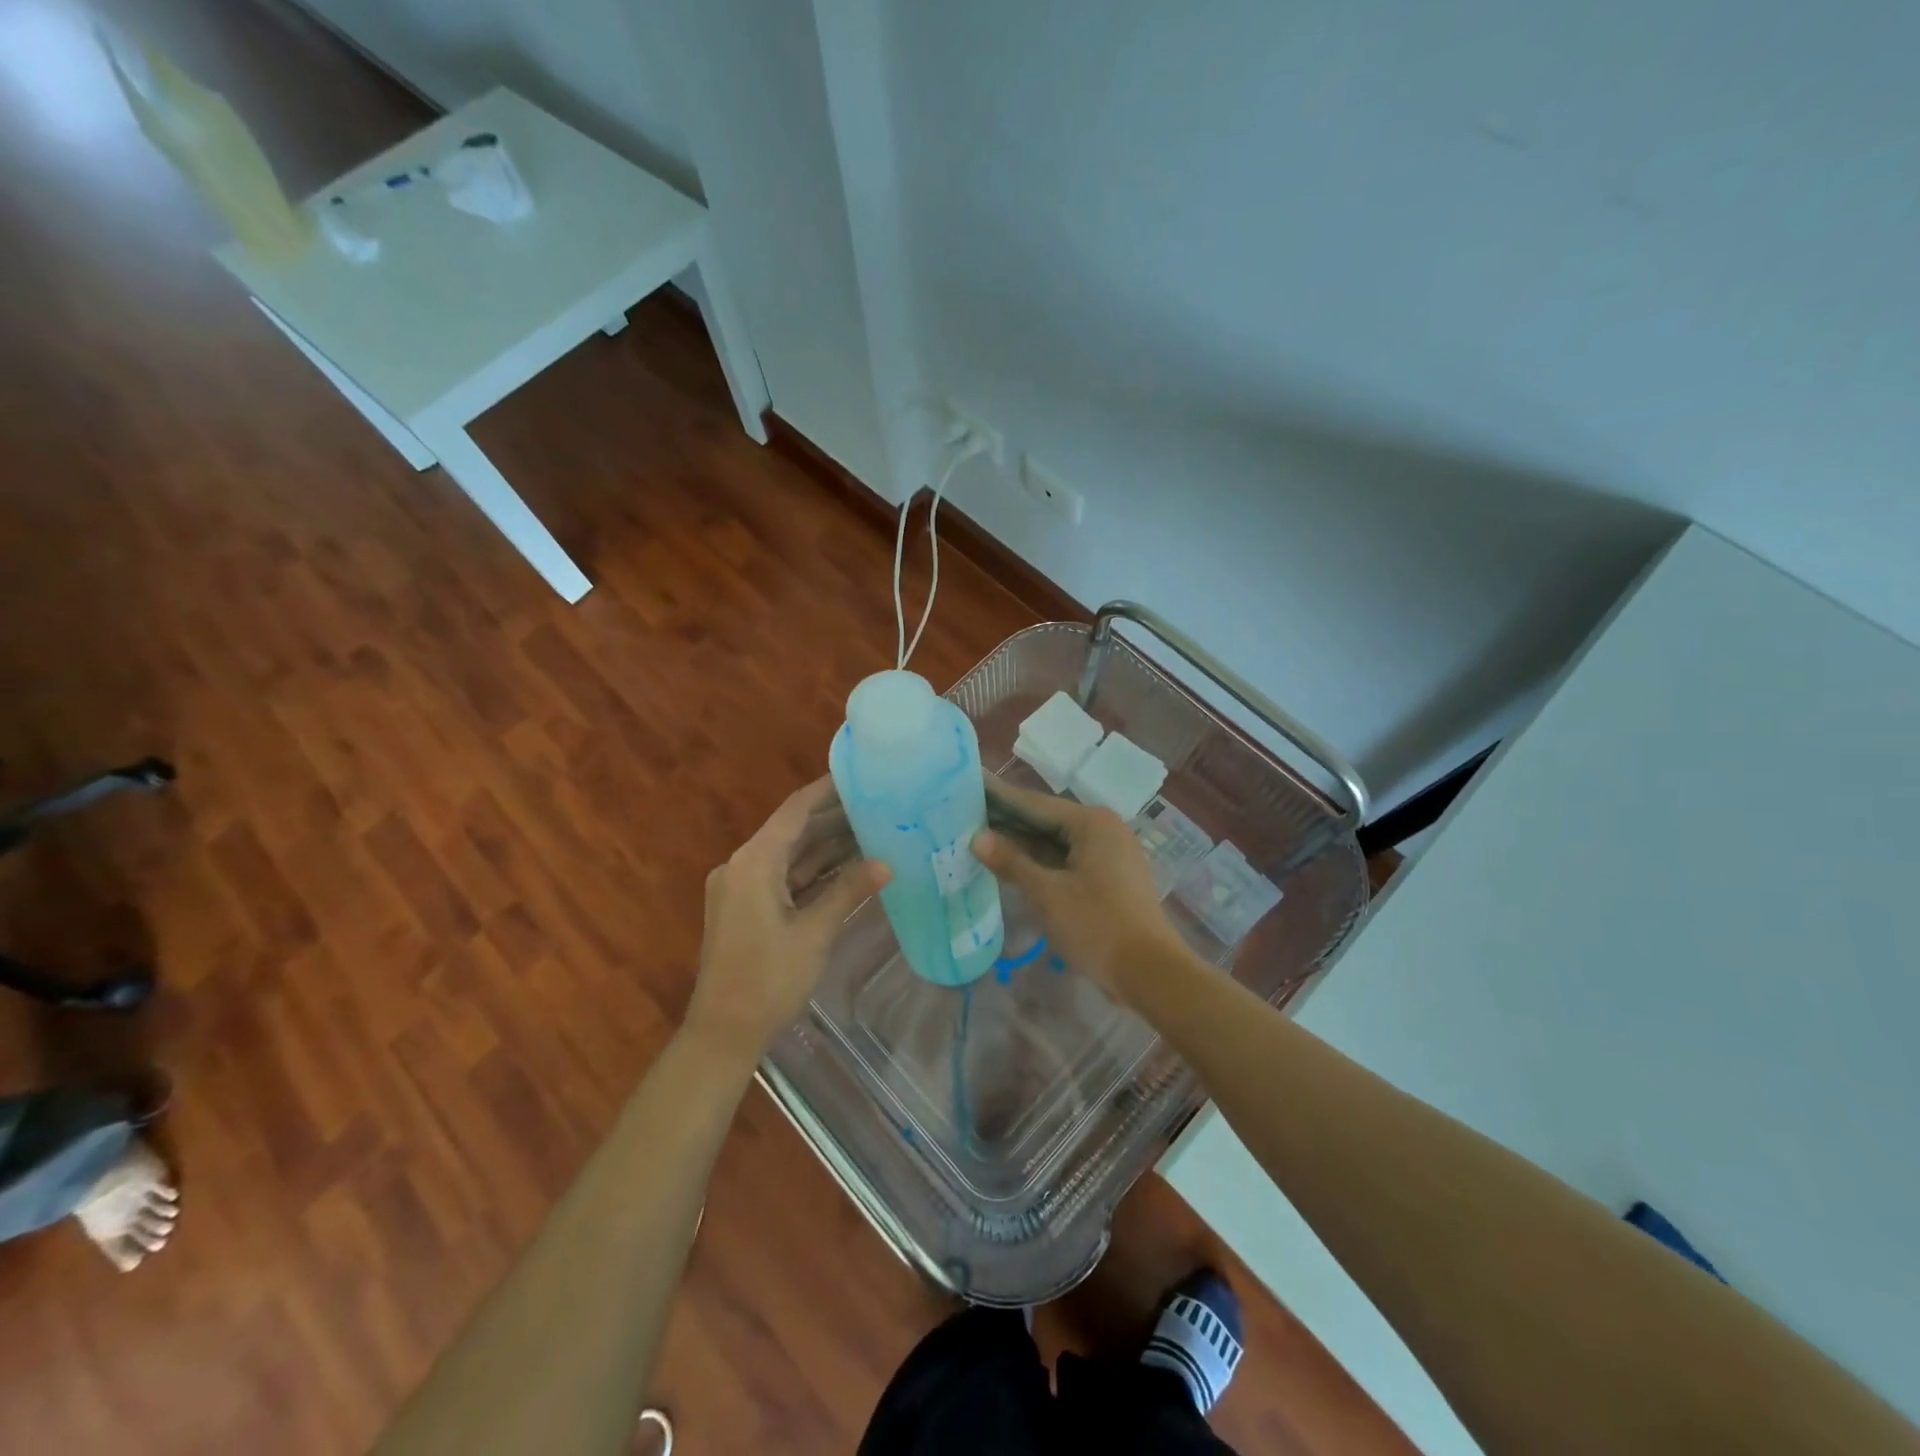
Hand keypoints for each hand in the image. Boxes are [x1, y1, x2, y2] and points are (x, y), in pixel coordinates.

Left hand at [683, 778, 888, 1063]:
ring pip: (791, 855)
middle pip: (793, 831)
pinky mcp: (746, 908)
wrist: (723, 1033)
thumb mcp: (814, 933)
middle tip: (880, 805)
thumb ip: (849, 890)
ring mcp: (742, 887)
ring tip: (873, 831)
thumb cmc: (768, 980)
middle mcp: (743, 865)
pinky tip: (849, 867)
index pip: (795, 810)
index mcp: (754, 862)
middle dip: (835, 819)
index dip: (827, 790)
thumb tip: (887, 863)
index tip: (861, 775)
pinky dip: (814, 872)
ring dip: (827, 846)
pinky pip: (784, 877)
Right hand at [972, 781, 1186, 1002]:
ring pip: (1056, 842)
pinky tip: (1011, 866)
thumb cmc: (1097, 926)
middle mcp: (1104, 829)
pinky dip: (1041, 862)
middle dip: (1008, 821)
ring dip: (1022, 844)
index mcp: (1092, 822)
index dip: (1000, 797)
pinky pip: (1067, 860)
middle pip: (1046, 820)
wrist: (1151, 973)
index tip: (970, 786)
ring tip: (980, 837)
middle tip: (966, 815)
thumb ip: (1011, 862)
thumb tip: (977, 838)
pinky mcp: (1110, 877)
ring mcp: (1110, 854)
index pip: (1035, 803)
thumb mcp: (1047, 893)